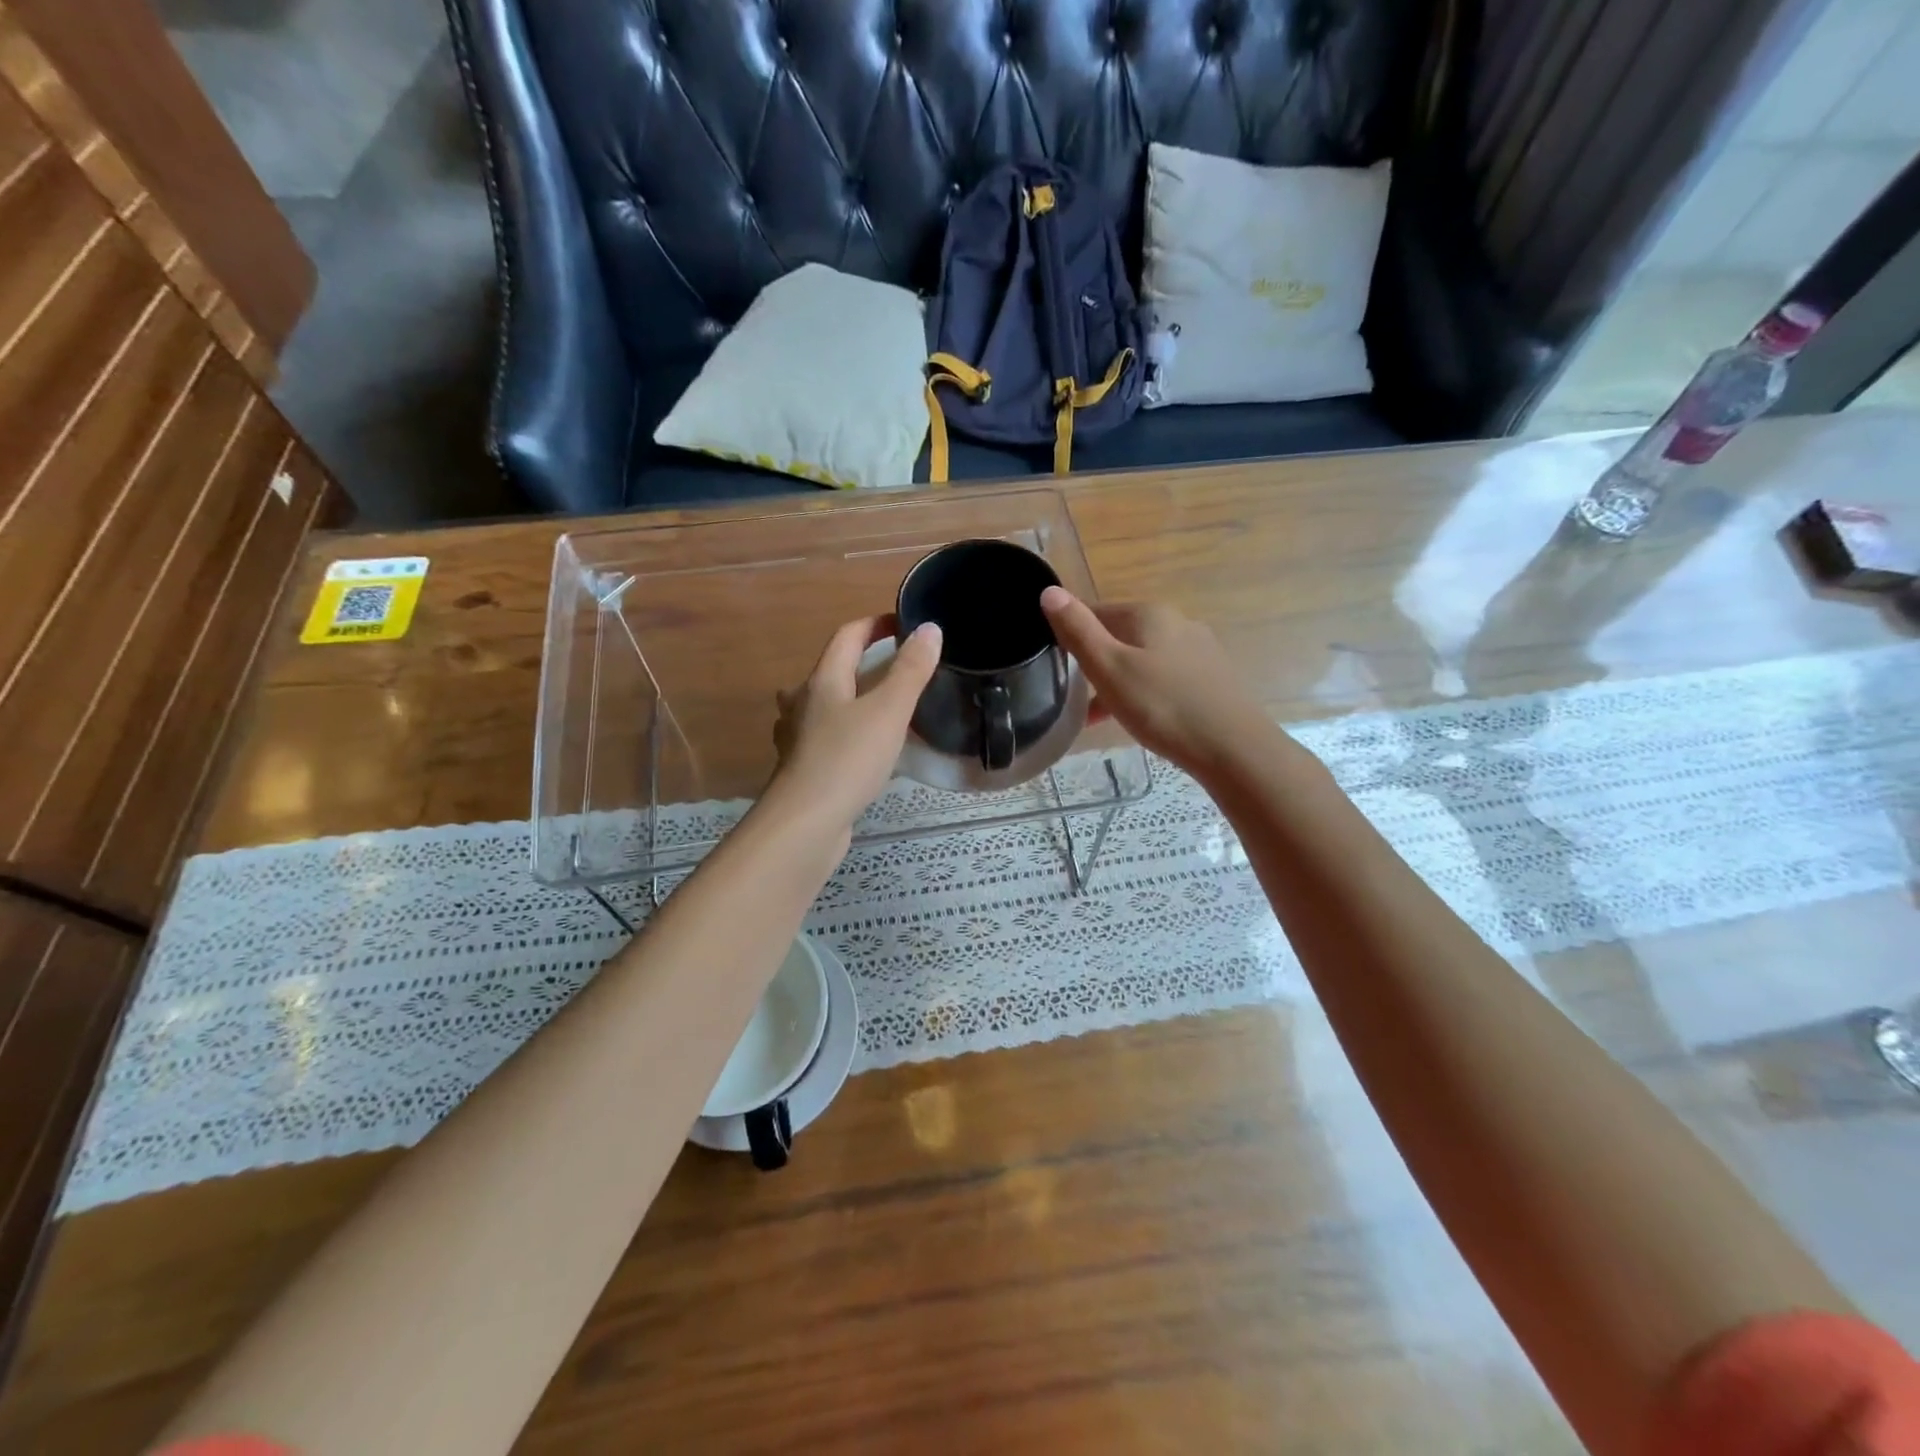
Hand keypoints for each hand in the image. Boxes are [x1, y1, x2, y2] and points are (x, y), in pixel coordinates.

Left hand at [765, 616, 941, 834]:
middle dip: (860, 662)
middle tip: (896, 668)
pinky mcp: (803, 769)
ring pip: (823, 706)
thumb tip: (929, 628)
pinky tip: (863, 751)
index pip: (847, 637)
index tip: (903, 624)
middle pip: (830, 670)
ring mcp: (798, 738)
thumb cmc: (848, 759)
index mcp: (823, 681)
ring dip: (849, 698)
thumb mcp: (888, 711)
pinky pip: (826, 738)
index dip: (875, 625)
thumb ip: (910, 670)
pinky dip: (845, 733)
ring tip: (879, 707)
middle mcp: (803, 704)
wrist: (805, 823)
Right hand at [1040, 588, 1273, 774]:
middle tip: (1074, 694)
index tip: (1054, 665)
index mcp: (1149, 613)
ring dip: (1117, 680)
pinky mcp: (1211, 678)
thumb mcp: (1109, 668)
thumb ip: (1077, 630)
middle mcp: (1177, 622)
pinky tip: (1138, 719)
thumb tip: (1049, 591)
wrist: (1233, 748)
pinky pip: (1164, 678)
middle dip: (1095, 660)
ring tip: (1099, 715)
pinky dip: (1144, 692)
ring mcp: (1198, 650)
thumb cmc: (1162, 706)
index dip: (1070, 634)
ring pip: (1143, 658)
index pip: (1095, 611)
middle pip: (1120, 634)